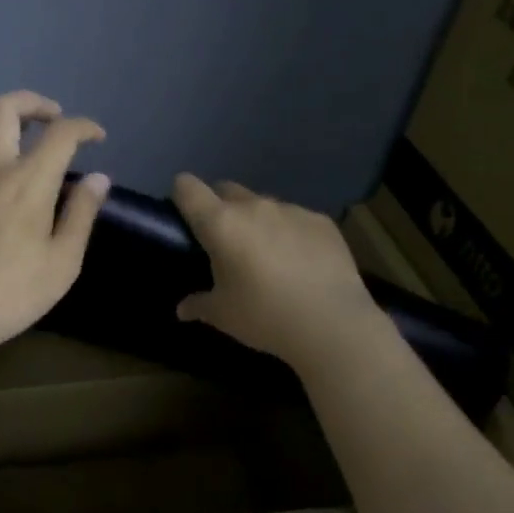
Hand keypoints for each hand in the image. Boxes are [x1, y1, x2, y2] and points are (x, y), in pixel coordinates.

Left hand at [0, 91, 110, 356]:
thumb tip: (98, 178)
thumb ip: (82, 215)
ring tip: (9, 136)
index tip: (96, 136)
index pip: (61, 134)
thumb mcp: (63, 263)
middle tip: (51, 119)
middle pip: (4, 107)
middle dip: (34, 103)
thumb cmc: (11, 295)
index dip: (84, 127)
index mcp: (28, 182)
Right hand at [170, 173, 379, 367]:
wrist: (332, 324)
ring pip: (263, 205)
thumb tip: (183, 309)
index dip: (181, 195)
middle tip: (225, 242)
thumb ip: (199, 305)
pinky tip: (301, 263)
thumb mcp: (223, 315)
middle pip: (226, 190)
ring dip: (257, 221)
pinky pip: (296, 218)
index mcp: (221, 223)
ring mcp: (291, 210)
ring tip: (267, 256)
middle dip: (220, 207)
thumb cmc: (264, 316)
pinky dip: (290, 233)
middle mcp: (254, 206)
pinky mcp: (322, 221)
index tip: (184, 216)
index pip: (188, 188)